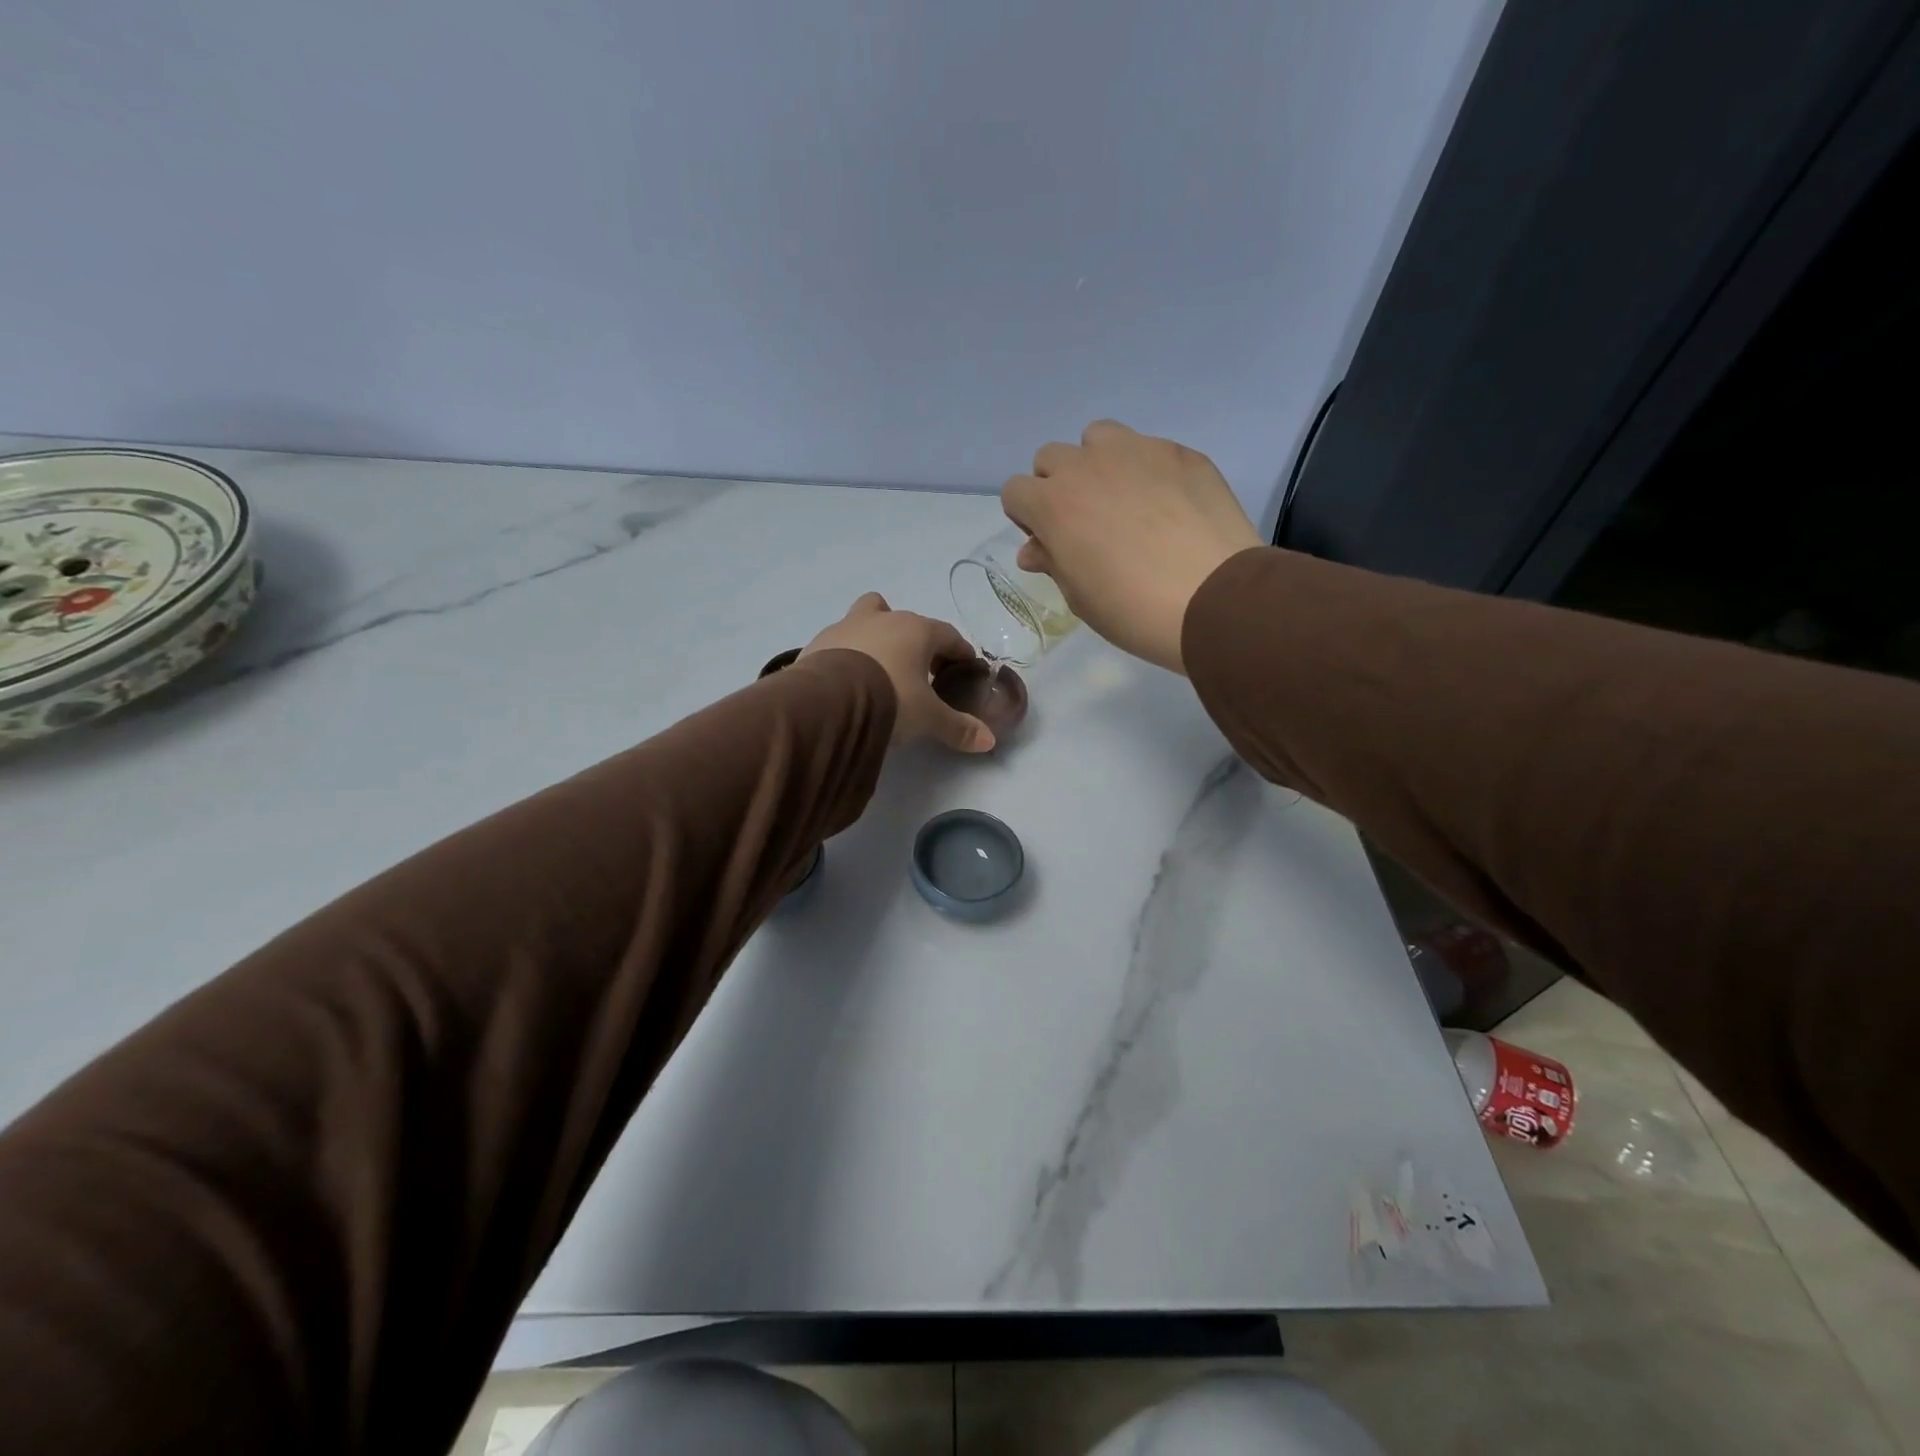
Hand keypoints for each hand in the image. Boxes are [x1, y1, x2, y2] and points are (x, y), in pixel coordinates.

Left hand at [801, 594, 996, 752]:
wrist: (828, 701)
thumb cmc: (891, 699)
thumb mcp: (928, 718)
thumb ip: (958, 727)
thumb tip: (989, 741)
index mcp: (917, 630)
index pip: (948, 635)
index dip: (959, 652)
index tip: (964, 668)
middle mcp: (883, 619)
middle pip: (906, 620)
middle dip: (916, 642)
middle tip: (920, 672)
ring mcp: (846, 626)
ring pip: (867, 620)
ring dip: (876, 639)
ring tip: (878, 671)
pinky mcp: (818, 643)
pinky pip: (839, 643)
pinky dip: (847, 656)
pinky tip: (847, 681)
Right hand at [1001, 421, 1262, 674]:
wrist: (1213, 599)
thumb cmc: (1133, 609)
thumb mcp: (1080, 597)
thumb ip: (1053, 562)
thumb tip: (1035, 549)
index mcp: (1053, 505)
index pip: (1015, 491)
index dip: (1027, 517)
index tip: (1049, 540)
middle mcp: (1087, 466)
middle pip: (1051, 458)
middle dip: (1058, 485)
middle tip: (1085, 522)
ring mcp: (1137, 451)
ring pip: (1098, 438)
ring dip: (1098, 464)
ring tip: (1123, 500)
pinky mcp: (1179, 452)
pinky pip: (1148, 449)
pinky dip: (1145, 470)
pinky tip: (1168, 506)